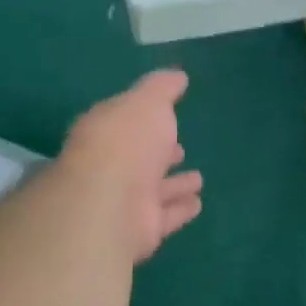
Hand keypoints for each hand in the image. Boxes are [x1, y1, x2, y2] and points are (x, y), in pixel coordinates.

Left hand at [61, 70, 202, 262]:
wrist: (109, 202)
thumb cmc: (126, 142)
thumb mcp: (147, 102)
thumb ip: (161, 88)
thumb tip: (177, 76)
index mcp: (107, 132)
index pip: (126, 125)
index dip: (146, 121)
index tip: (168, 119)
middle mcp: (112, 167)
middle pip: (139, 161)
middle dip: (159, 155)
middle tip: (179, 150)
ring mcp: (125, 201)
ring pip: (154, 191)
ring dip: (174, 185)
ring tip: (198, 179)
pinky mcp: (140, 230)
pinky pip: (166, 217)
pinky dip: (180, 210)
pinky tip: (198, 203)